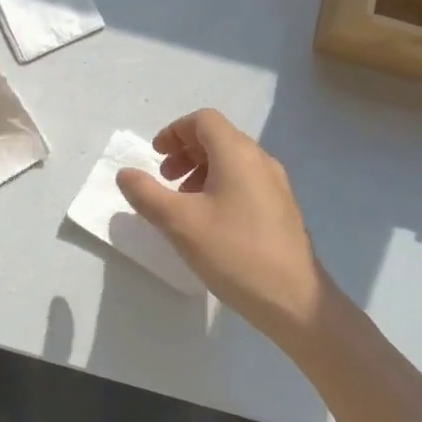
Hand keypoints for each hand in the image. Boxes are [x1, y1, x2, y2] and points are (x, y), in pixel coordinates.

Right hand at [117, 110, 345, 353]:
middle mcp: (260, 160)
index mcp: (237, 153)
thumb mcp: (179, 223)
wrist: (295, 300)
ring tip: (183, 202)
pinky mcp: (282, 208)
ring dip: (201, 170)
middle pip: (218, 137)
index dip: (174, 132)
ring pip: (232, 160)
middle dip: (185, 151)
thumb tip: (125, 173)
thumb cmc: (234, 253)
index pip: (203, 120)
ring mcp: (275, 184)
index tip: (156, 157)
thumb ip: (146, 193)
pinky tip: (210, 221)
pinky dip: (220, 186)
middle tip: (165, 179)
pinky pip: (245, 180)